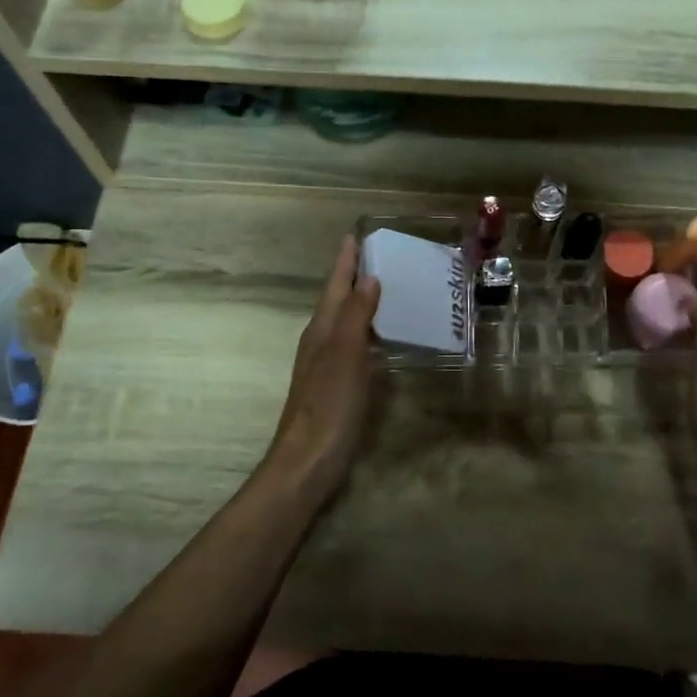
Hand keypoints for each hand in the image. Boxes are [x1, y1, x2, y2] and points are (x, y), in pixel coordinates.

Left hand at [267, 236, 381, 494]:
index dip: (345, 261)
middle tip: (382, 255)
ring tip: (389, 287)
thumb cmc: (328, 406)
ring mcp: (327, 365)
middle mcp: (321, 342)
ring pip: (346, 322)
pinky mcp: (337, 386)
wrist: (307, 463)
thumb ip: (356, 316)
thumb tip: (368, 277)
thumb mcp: (344, 356)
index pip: (335, 285)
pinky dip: (369, 332)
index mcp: (321, 330)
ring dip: (363, 303)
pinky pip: (355, 346)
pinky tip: (384, 337)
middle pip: (338, 300)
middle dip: (355, 276)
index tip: (357, 233)